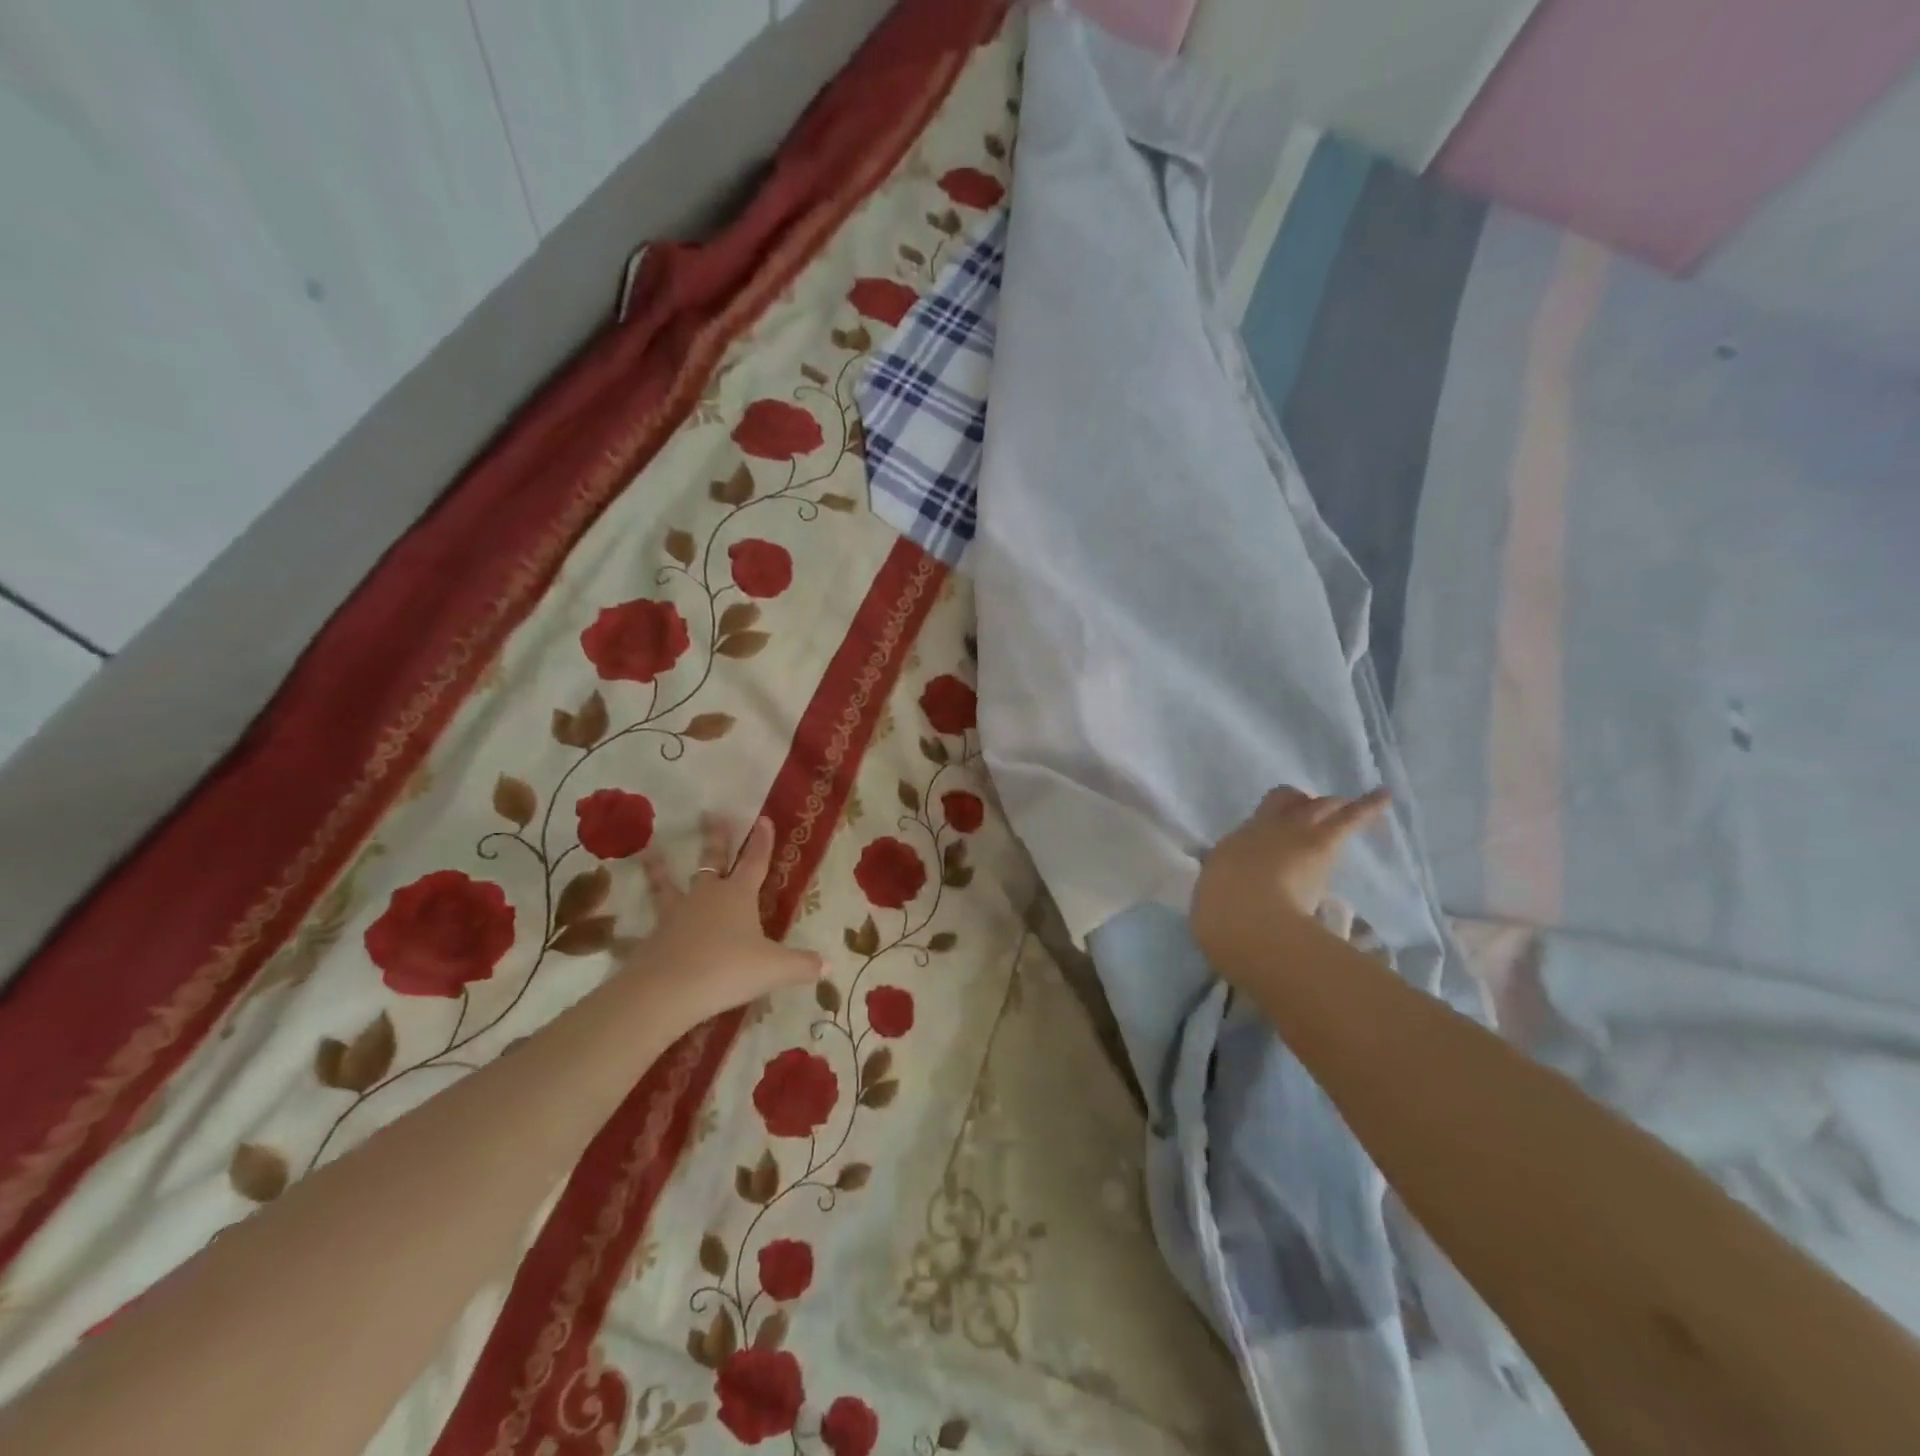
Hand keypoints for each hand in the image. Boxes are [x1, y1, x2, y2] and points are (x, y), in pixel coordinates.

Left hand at [622, 814, 824, 1025]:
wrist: (668, 991)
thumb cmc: (728, 969)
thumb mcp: (774, 969)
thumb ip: (801, 966)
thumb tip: (828, 967)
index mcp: (739, 896)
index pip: (755, 862)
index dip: (762, 841)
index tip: (763, 819)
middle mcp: (707, 897)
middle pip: (712, 861)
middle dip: (714, 838)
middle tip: (708, 813)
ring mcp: (676, 915)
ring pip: (668, 885)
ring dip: (659, 868)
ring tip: (648, 850)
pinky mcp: (653, 938)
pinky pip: (648, 925)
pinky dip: (639, 924)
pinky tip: (625, 930)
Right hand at [1191, 786, 1387, 963]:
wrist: (1245, 914)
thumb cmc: (1224, 909)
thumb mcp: (1221, 893)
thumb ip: (1233, 883)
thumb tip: (1238, 886)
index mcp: (1237, 841)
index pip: (1257, 819)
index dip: (1273, 814)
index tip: (1282, 823)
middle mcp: (1264, 828)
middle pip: (1288, 803)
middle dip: (1302, 805)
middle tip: (1312, 813)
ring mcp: (1293, 830)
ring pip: (1318, 806)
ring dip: (1331, 806)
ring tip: (1345, 805)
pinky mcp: (1322, 842)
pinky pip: (1350, 817)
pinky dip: (1369, 805)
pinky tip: (1384, 794)